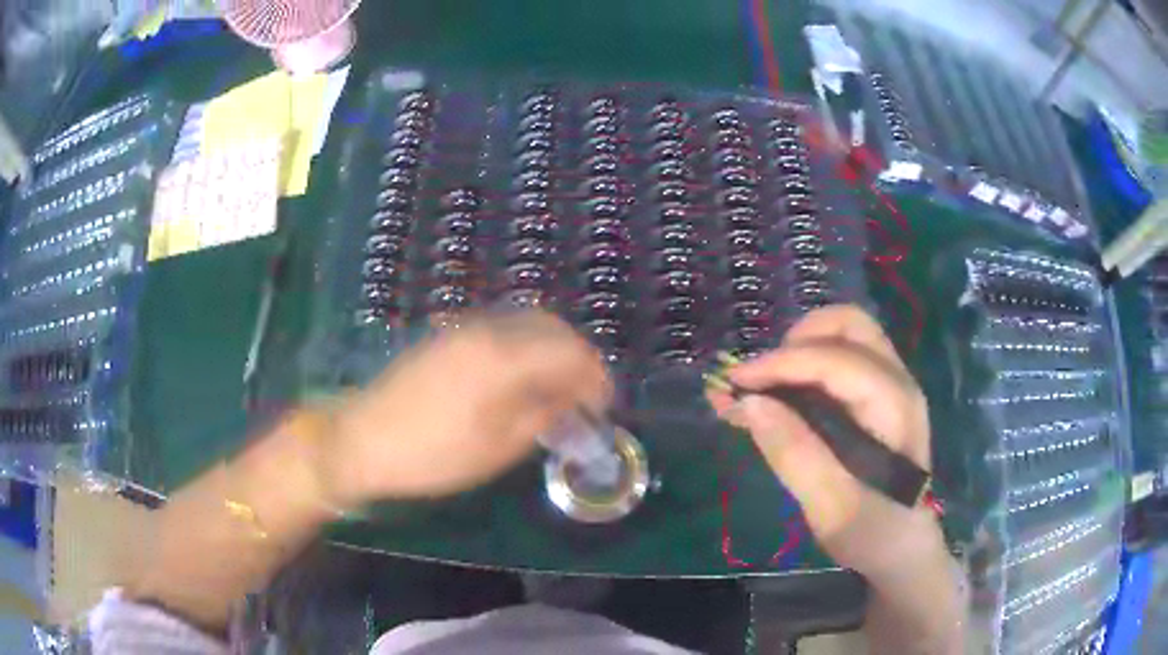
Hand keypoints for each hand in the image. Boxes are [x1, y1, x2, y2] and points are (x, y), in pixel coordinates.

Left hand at [320, 310, 610, 503]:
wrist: (363, 439)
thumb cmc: (433, 453)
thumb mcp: (497, 448)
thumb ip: (543, 417)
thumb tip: (573, 401)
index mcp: (503, 357)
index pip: (569, 352)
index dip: (595, 377)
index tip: (603, 406)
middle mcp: (487, 331)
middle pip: (551, 327)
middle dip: (577, 357)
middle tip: (584, 395)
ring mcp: (464, 329)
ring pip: (526, 324)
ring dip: (552, 350)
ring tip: (557, 389)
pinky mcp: (448, 337)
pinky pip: (502, 330)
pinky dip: (525, 348)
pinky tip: (522, 379)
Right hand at [707, 305, 938, 575]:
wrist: (903, 549)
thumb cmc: (874, 533)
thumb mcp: (831, 508)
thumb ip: (795, 455)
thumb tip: (750, 402)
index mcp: (894, 405)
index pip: (836, 360)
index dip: (782, 364)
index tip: (735, 383)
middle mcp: (897, 381)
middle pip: (848, 324)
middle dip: (797, 340)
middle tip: (761, 379)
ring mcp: (890, 385)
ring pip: (844, 336)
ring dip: (799, 348)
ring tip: (764, 385)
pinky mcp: (878, 398)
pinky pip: (841, 359)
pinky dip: (806, 364)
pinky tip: (778, 394)